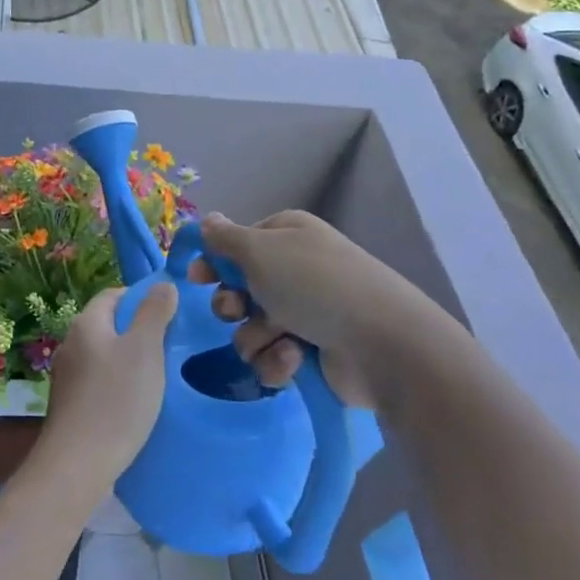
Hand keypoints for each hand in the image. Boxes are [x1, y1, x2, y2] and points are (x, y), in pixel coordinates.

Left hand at [37, 284, 177, 489]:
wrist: (79, 463)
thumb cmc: (116, 399)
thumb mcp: (145, 349)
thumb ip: (154, 313)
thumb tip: (162, 284)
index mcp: (86, 323)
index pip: (113, 295)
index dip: (141, 298)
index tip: (169, 315)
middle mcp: (70, 343)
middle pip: (107, 324)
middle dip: (136, 330)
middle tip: (168, 346)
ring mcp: (66, 375)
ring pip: (102, 354)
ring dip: (126, 359)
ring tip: (156, 376)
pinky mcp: (68, 404)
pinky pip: (97, 381)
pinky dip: (116, 383)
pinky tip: (133, 403)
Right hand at [190, 211, 377, 406]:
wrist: (382, 344)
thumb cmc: (314, 284)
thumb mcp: (260, 250)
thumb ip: (225, 237)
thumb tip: (207, 219)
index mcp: (286, 236)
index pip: (238, 244)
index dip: (215, 261)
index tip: (197, 277)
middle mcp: (295, 271)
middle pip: (239, 288)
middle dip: (232, 304)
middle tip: (238, 310)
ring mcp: (305, 313)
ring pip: (250, 327)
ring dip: (255, 336)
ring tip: (279, 339)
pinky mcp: (312, 353)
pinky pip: (271, 357)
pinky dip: (277, 360)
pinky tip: (294, 359)